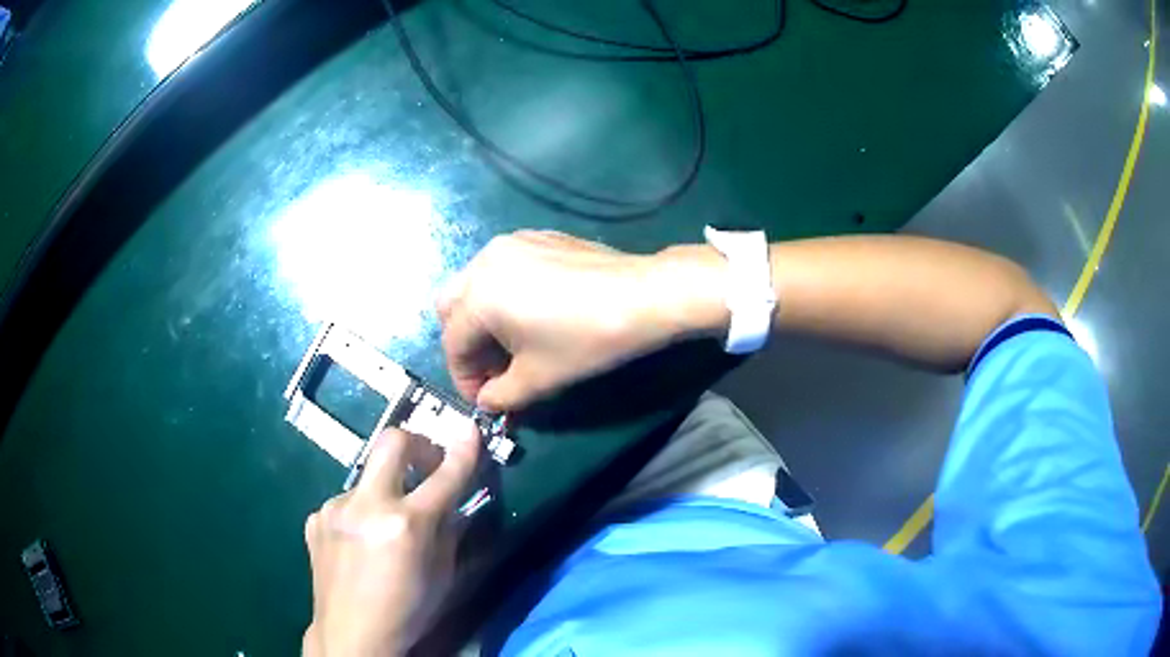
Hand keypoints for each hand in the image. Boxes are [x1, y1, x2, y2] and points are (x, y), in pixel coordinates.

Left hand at [302, 428, 479, 656]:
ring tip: (384, 528)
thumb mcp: (443, 576)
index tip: (471, 431)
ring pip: (367, 478)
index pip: (445, 476)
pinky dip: (360, 513)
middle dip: (417, 445)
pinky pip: (346, 502)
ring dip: (385, 491)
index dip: (463, 451)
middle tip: (426, 466)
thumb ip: (450, 532)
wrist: (351, 634)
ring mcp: (335, 508)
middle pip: (392, 442)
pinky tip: (359, 543)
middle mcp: (367, 506)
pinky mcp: (315, 517)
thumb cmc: (407, 611)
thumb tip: (456, 502)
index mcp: (406, 525)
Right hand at [437, 231, 722, 410]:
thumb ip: (501, 395)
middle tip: (494, 369)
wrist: (642, 295)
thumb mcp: (539, 377)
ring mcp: (510, 243)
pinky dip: (501, 292)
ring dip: (481, 317)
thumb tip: (486, 401)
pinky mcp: (536, 236)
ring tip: (513, 341)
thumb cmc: (586, 340)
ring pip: (474, 283)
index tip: (483, 399)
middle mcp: (484, 261)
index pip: (453, 344)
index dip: (464, 378)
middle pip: (452, 308)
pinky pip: (501, 266)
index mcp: (478, 296)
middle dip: (465, 343)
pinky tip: (534, 311)